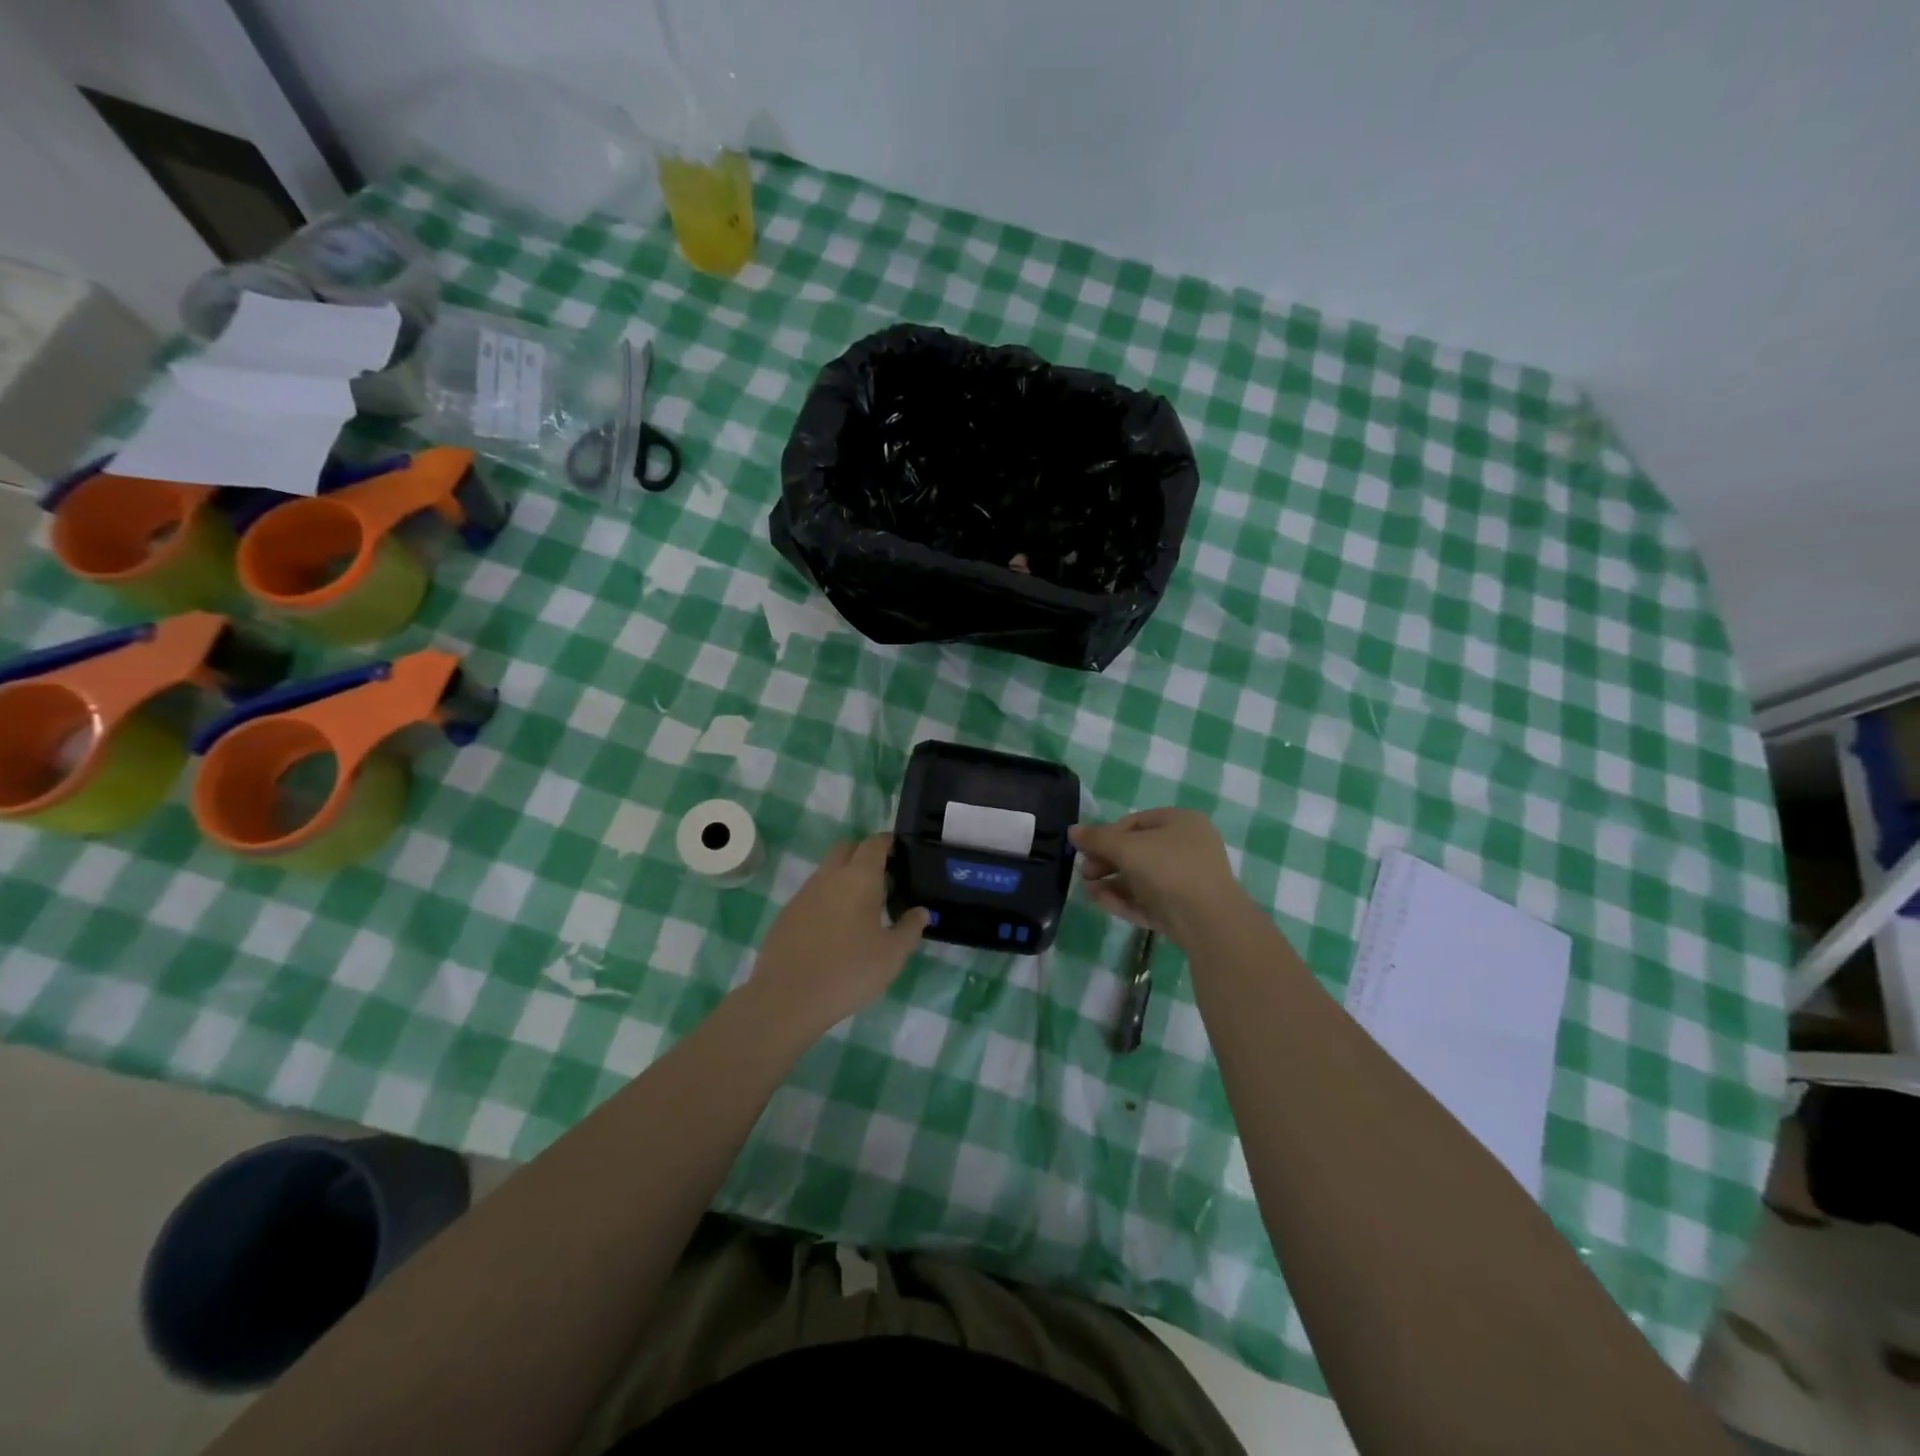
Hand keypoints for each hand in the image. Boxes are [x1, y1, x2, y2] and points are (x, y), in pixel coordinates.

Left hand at [748, 834, 929, 1036]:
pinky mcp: (786, 915)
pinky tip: (834, 928)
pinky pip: (812, 895)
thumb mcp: (892, 955)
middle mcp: (828, 877)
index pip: (874, 844)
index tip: (900, 851)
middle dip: (864, 853)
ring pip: (827, 871)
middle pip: (846, 848)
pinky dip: (826, 899)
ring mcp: (803, 894)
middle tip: (883, 876)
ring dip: (844, 877)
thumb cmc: (849, 971)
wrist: (787, 998)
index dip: (888, 842)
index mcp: (858, 879)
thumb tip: (921, 911)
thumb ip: (910, 928)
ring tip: (861, 906)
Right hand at [1070, 809, 1246, 943]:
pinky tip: (1101, 902)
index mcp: (1182, 822)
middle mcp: (1188, 848)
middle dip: (1106, 862)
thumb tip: (1073, 831)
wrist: (1208, 921)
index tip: (1086, 848)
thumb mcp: (1126, 847)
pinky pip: (1149, 900)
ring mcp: (1187, 881)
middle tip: (1084, 872)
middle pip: (1137, 851)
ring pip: (1141, 879)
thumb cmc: (1168, 868)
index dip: (1107, 834)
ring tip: (1087, 891)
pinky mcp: (1182, 910)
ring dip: (1112, 883)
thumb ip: (1097, 838)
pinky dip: (1125, 900)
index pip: (1136, 822)